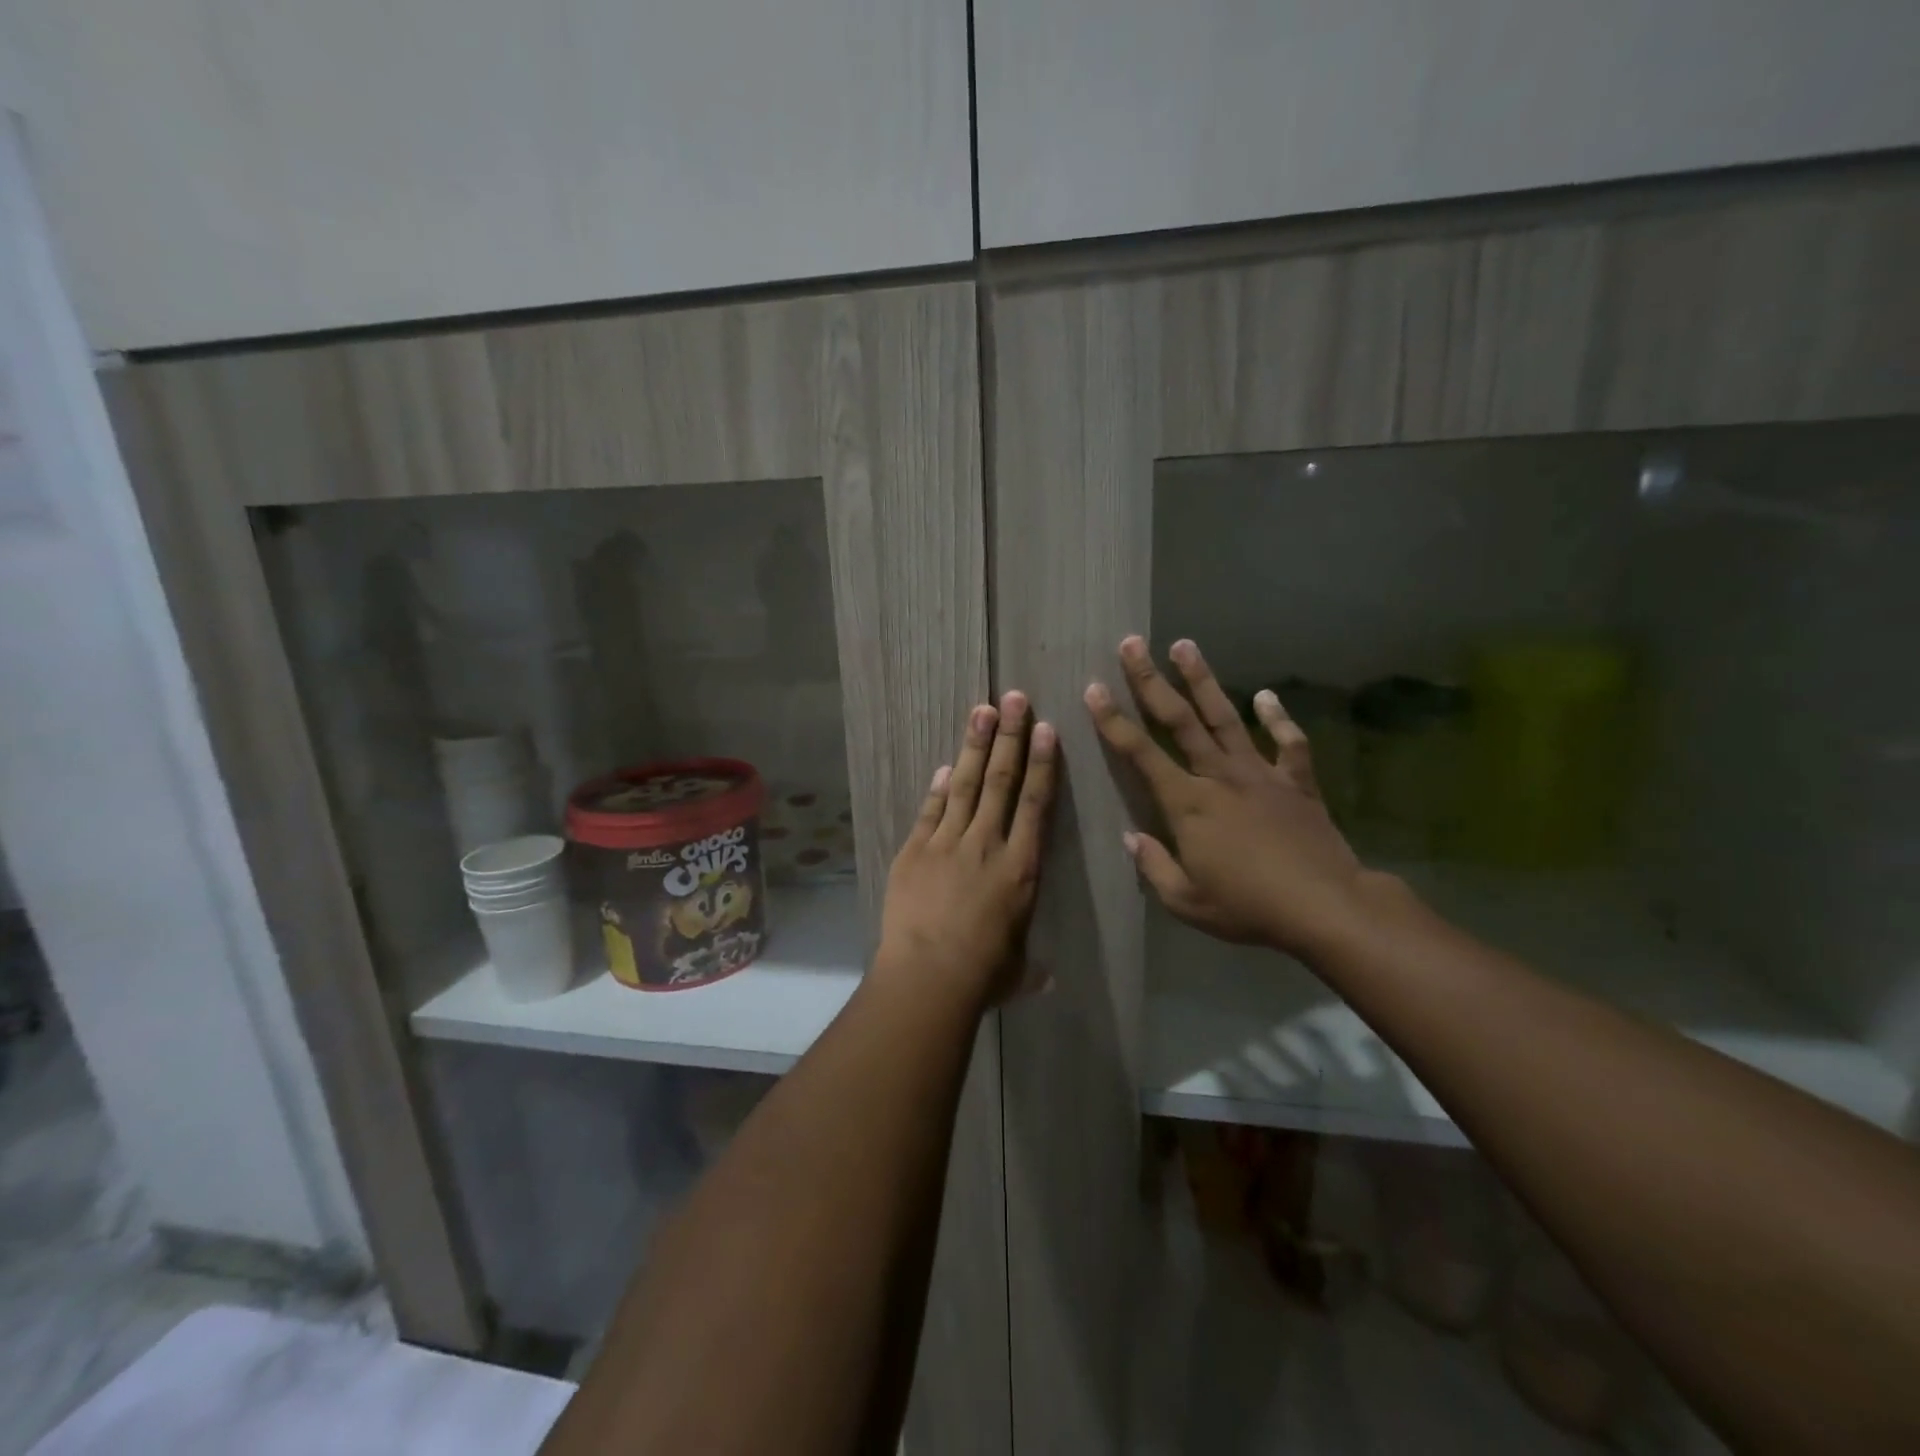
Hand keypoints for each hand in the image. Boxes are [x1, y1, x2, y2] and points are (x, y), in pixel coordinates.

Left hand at [875, 692, 1056, 1010]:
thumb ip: (1031, 966)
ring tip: (982, 710)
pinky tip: (946, 765)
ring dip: (975, 746)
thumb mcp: (1016, 971)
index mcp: (1022, 868)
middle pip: (1000, 780)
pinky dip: (939, 787)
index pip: (1035, 803)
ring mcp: (948, 843)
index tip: (1045, 729)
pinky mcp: (915, 850)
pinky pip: (931, 811)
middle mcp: (988, 844)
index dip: (1041, 763)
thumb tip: (1047, 979)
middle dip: (1009, 736)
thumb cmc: (982, 975)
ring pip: (965, 785)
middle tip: (1014, 698)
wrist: (928, 974)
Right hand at [1086, 636, 1379, 958]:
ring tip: (1185, 645)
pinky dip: (1278, 718)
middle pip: (1179, 719)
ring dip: (1202, 680)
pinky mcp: (1296, 782)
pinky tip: (1267, 696)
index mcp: (1188, 803)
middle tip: (1132, 644)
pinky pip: (1288, 743)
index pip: (1140, 753)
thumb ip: (1154, 866)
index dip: (1113, 720)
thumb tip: (1131, 838)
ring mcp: (1260, 774)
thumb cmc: (1249, 907)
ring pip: (1225, 717)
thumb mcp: (1187, 901)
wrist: (1326, 907)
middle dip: (1150, 680)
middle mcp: (1219, 776)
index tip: (1093, 689)